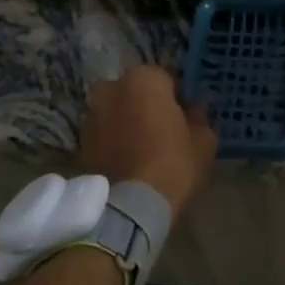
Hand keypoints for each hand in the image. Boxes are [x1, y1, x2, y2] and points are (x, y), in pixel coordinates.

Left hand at [77, 65, 217, 217]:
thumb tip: (195, 108)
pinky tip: (129, 160)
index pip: (167, 79)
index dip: (178, 98)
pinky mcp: (80, 140)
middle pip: (136, 92)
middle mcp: (112, 87)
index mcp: (144, 79)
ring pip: (117, 111)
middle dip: (147, 106)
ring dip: (128, 122)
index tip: (186, 118)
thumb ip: (200, 117)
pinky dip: (114, 140)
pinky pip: (105, 132)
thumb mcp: (204, 140)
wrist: (131, 205)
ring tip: (144, 148)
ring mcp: (91, 113)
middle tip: (164, 131)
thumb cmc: (174, 164)